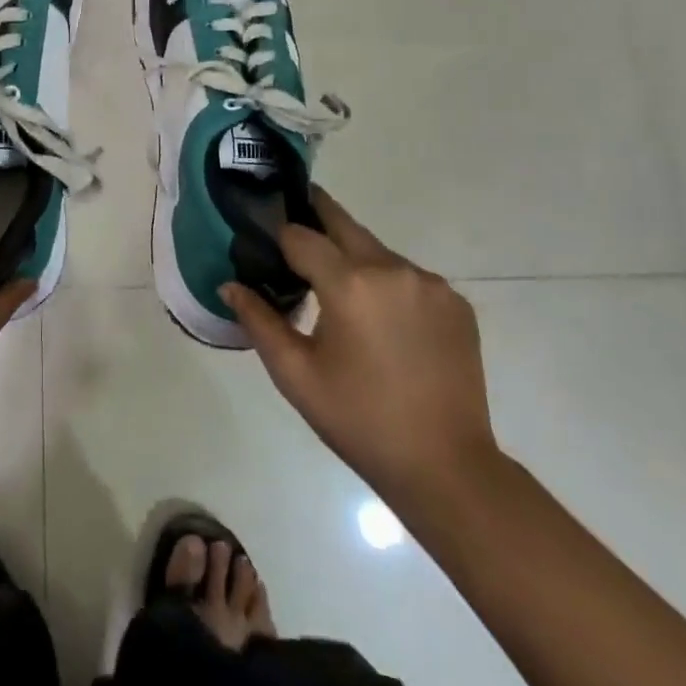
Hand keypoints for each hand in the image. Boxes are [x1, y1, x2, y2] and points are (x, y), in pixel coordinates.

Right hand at [221, 189, 498, 510]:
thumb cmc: (359, 420)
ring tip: (339, 295)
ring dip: (353, 258)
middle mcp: (393, 269)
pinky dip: (387, 284)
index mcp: (350, 284)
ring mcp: (430, 283)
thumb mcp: (296, 374)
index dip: (278, 237)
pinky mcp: (456, 302)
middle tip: (293, 235)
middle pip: (342, 223)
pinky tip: (382, 320)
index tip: (264, 243)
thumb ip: (259, 321)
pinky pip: (408, 276)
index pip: (300, 235)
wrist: (447, 468)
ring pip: (376, 250)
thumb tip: (229, 285)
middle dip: (314, 217)